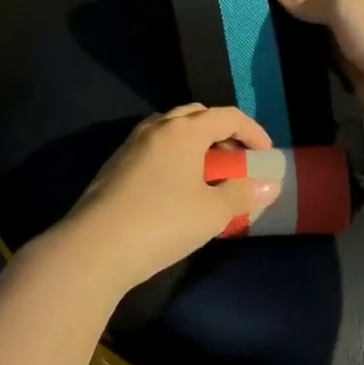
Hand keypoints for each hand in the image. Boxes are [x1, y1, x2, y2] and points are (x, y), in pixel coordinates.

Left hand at [56, 105, 280, 292]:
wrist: (94, 248)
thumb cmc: (162, 223)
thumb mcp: (211, 212)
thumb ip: (242, 195)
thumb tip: (269, 184)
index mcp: (184, 130)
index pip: (226, 116)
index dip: (252, 131)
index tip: (265, 153)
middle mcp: (156, 127)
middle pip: (197, 116)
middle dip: (222, 133)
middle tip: (236, 161)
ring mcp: (131, 144)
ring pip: (171, 130)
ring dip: (195, 144)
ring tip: (207, 175)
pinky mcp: (115, 165)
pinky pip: (154, 148)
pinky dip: (174, 156)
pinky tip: (176, 188)